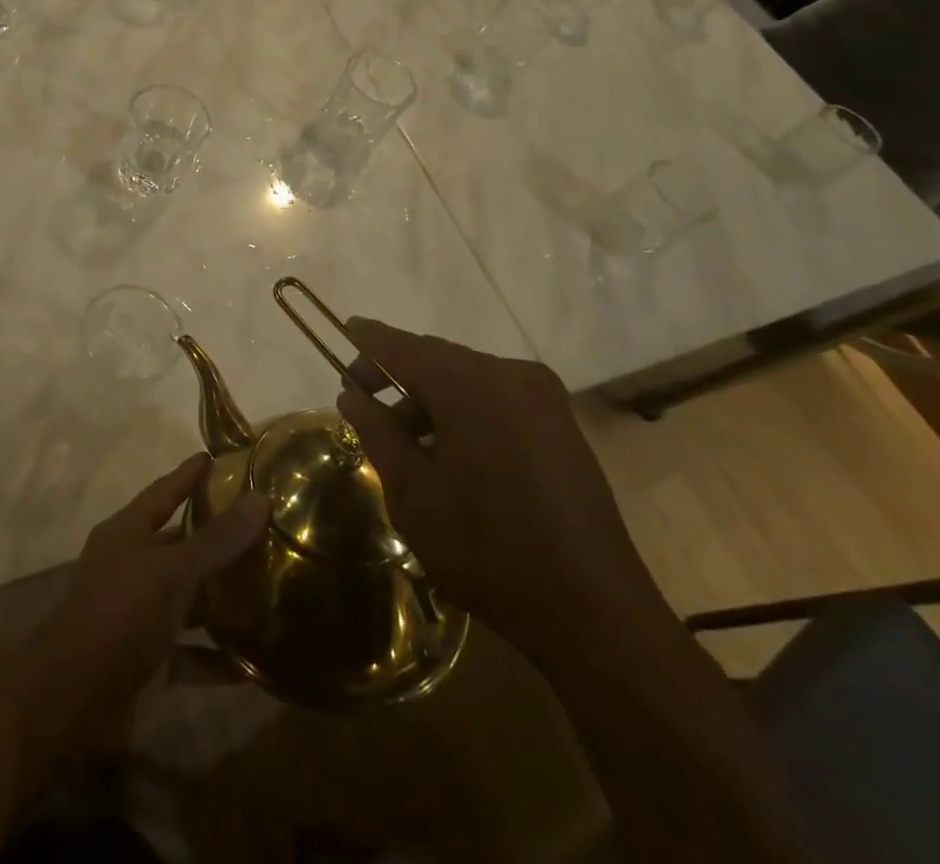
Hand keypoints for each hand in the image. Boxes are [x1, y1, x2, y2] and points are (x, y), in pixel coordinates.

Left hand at [24, 453, 267, 745]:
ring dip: (216, 596)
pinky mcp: (143, 660)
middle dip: (210, 536)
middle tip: (255, 525)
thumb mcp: (172, 570)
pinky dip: (215, 656)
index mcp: (126, 533)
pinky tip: (251, 661)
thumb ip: (217, 539)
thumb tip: (261, 497)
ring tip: (263, 587)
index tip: (215, 458)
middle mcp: (128, 566)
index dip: (188, 475)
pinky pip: (187, 651)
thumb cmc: (121, 613)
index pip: (163, 492)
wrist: (73, 698)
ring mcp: (134, 614)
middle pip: (174, 543)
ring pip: (183, 596)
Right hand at [335, 320, 664, 656]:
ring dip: (430, 397)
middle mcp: (508, 375)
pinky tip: (448, 448)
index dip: (370, 341)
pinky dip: (464, 410)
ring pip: (467, 379)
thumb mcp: (413, 493)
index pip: (403, 347)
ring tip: (402, 436)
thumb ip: (378, 433)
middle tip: (362, 398)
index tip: (345, 330)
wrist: (594, 609)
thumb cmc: (487, 548)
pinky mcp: (560, 423)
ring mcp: (541, 398)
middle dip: (397, 374)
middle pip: (437, 359)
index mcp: (468, 384)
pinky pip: (496, 398)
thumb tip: (352, 397)